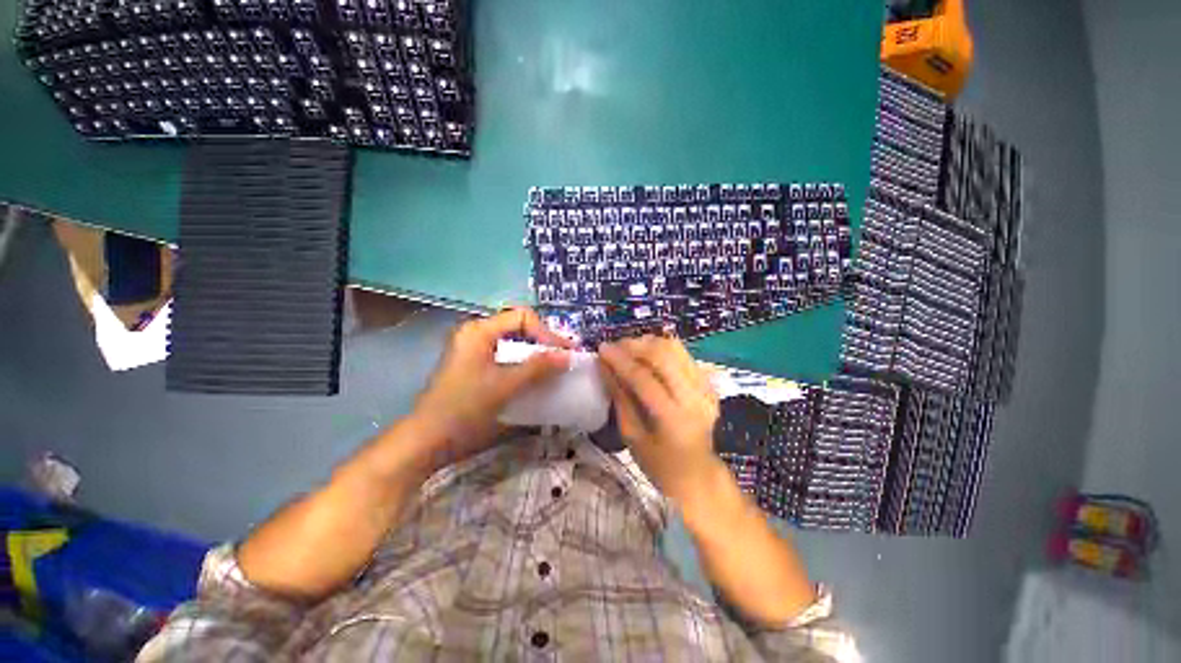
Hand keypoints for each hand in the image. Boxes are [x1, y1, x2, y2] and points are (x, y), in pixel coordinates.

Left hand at [409, 308, 573, 471]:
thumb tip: (568, 355)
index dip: (546, 332)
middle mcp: (477, 334)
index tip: (564, 352)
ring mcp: (475, 350)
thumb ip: (538, 368)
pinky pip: (507, 356)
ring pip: (514, 343)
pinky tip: (536, 376)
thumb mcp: (505, 385)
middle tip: (564, 356)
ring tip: (555, 366)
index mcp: (479, 330)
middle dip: (544, 341)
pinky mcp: (476, 366)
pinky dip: (524, 363)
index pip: (522, 317)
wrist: (429, 440)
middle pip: (519, 327)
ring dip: (536, 353)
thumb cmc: (464, 408)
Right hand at [598, 336, 722, 503]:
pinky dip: (662, 349)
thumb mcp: (632, 436)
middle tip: (615, 346)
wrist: (698, 475)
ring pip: (675, 348)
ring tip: (629, 348)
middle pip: (663, 355)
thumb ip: (619, 397)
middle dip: (634, 345)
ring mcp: (705, 388)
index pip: (644, 378)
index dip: (620, 360)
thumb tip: (604, 367)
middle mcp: (694, 398)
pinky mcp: (709, 383)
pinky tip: (647, 355)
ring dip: (649, 343)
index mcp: (673, 418)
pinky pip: (683, 355)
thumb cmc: (659, 465)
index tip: (602, 348)